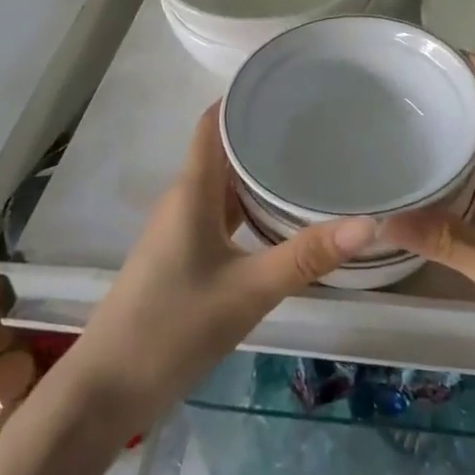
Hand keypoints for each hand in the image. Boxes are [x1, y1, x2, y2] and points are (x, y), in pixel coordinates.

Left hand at [65, 104, 376, 432]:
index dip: (243, 96)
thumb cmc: (172, 329)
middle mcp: (183, 200)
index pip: (213, 123)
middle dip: (263, 130)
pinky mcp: (182, 256)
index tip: (287, 81)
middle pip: (222, 149)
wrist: (105, 392)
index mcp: (192, 192)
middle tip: (319, 119)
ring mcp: (180, 230)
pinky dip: (249, 204)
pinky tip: (280, 215)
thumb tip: (368, 223)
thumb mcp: (247, 292)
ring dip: (257, 169)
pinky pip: (220, 213)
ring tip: (309, 158)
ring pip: (223, 183)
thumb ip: (306, 256)